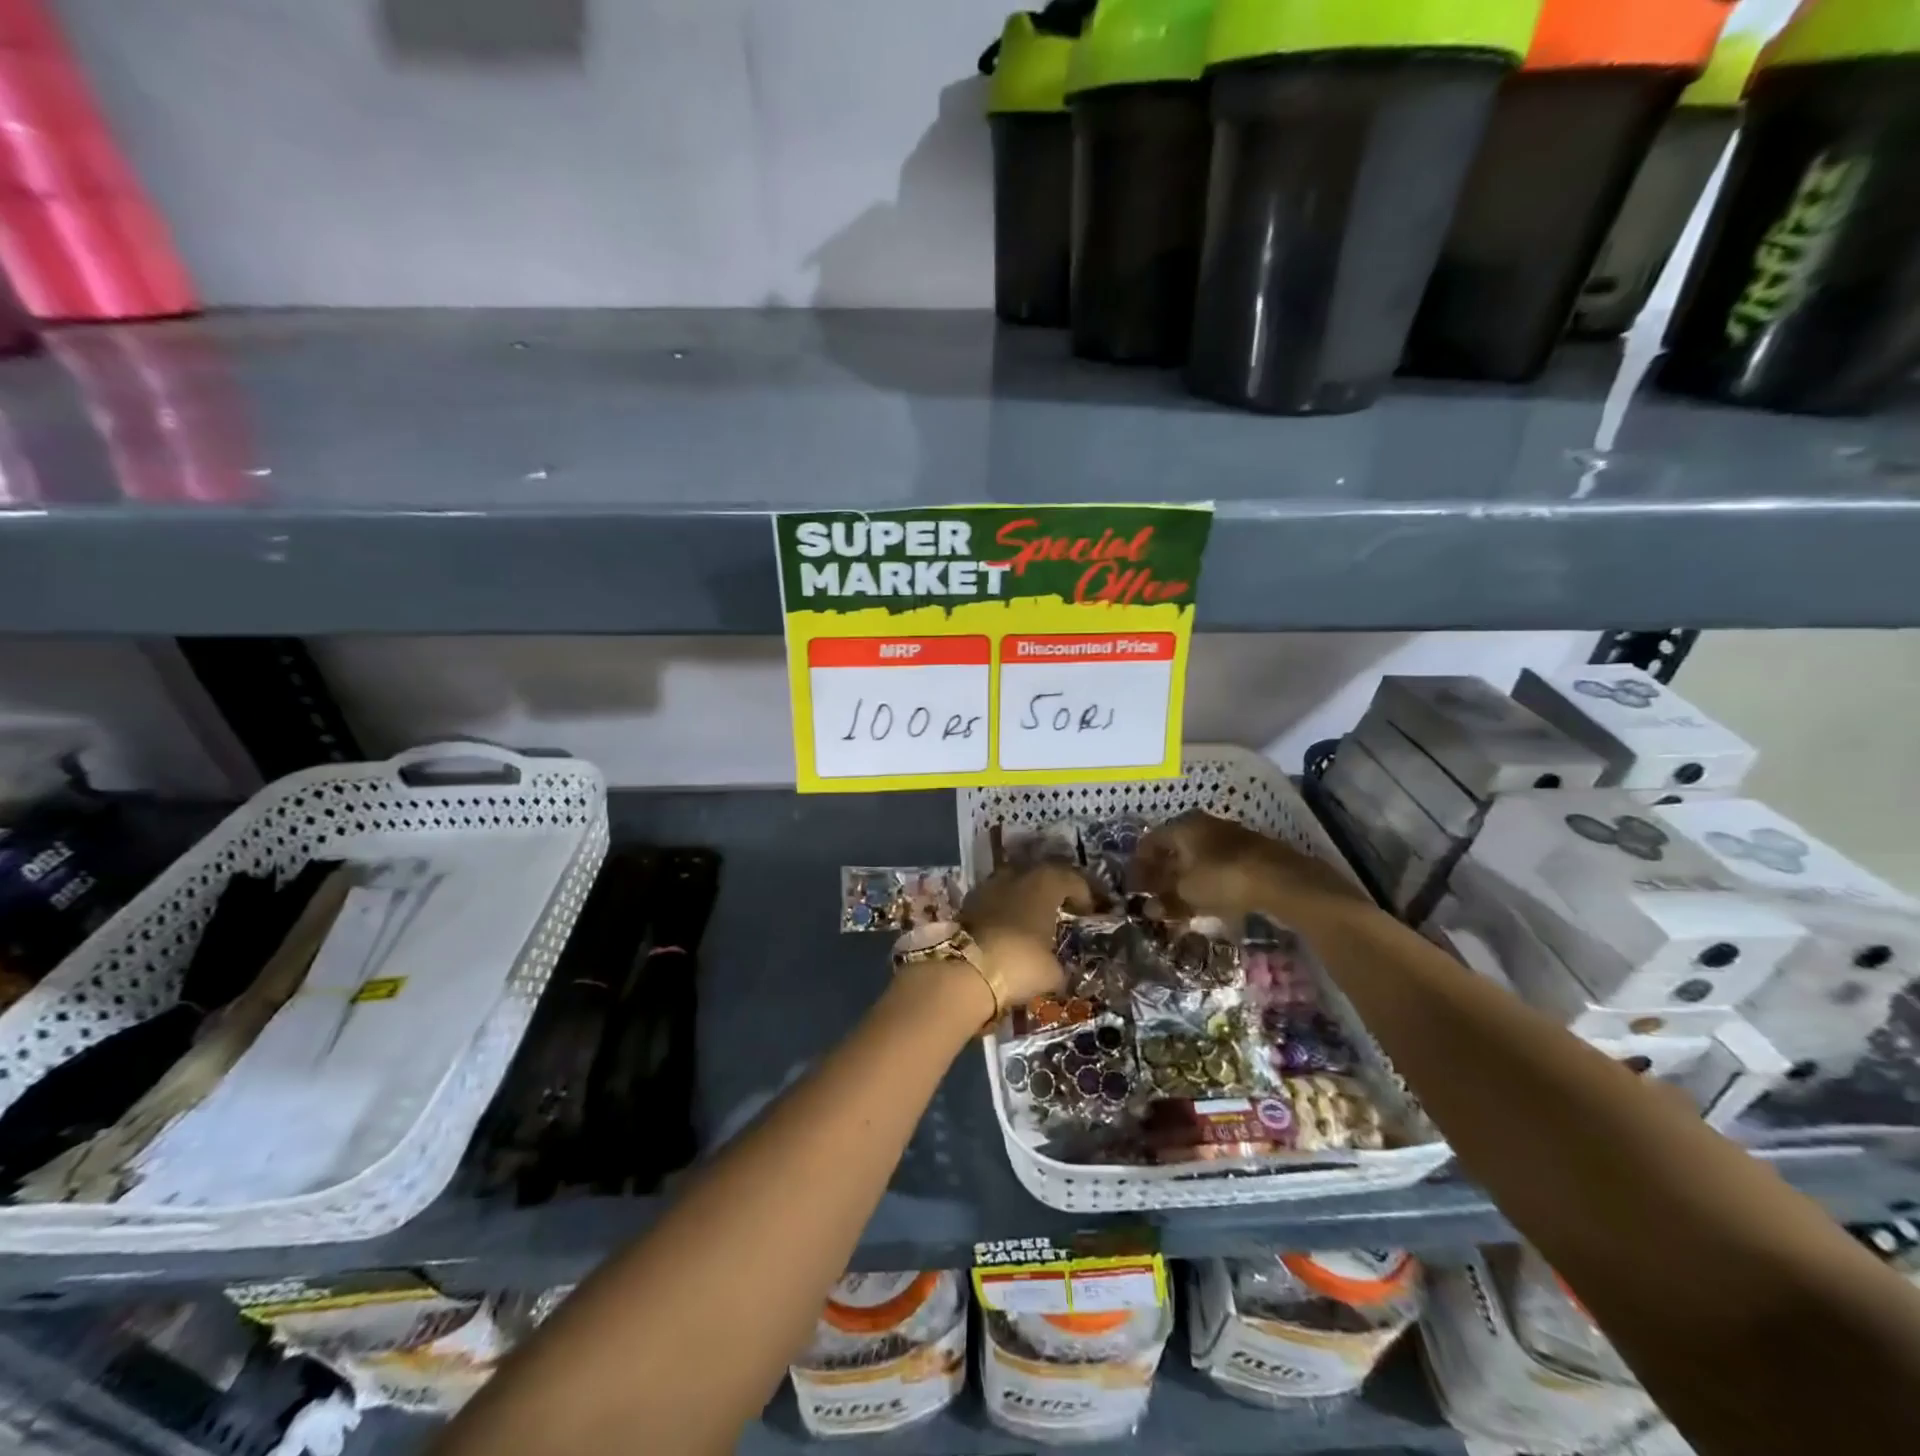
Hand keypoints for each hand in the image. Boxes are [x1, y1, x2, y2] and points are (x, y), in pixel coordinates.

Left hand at [960, 863, 1099, 1004]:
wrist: (966, 970)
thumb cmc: (1020, 962)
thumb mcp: (1052, 971)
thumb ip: (1058, 965)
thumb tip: (1057, 969)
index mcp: (1045, 883)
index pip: (1071, 879)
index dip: (1083, 894)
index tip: (1087, 913)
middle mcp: (1017, 875)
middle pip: (1040, 874)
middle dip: (1052, 889)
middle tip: (1061, 908)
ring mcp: (989, 886)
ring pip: (1014, 884)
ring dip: (1025, 897)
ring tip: (1033, 918)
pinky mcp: (968, 902)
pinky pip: (995, 899)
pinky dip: (1004, 909)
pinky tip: (1009, 927)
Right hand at [1133, 811, 1365, 926]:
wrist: (1282, 880)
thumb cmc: (1222, 878)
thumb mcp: (1187, 893)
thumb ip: (1165, 899)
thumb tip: (1149, 907)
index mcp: (1183, 826)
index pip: (1151, 840)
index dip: (1140, 864)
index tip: (1134, 885)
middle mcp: (1204, 825)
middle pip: (1175, 847)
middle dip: (1163, 871)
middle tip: (1154, 893)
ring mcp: (1230, 837)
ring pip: (1198, 857)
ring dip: (1186, 878)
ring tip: (1179, 901)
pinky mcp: (1251, 854)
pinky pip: (1219, 866)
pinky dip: (1208, 882)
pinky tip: (1208, 901)